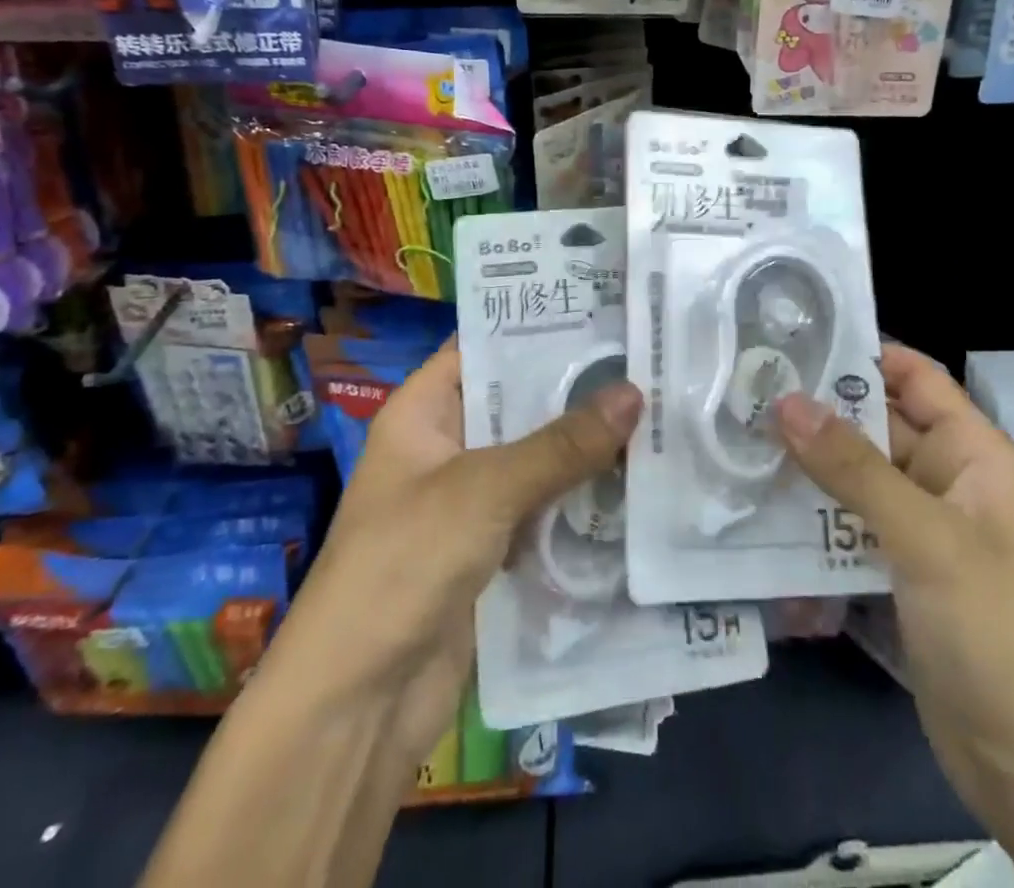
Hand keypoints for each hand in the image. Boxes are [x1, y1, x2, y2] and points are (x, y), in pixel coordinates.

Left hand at [265, 338, 642, 772]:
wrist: (357, 706)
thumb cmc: (404, 565)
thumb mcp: (485, 489)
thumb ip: (561, 443)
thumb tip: (635, 391)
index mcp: (422, 412)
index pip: (483, 346)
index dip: (536, 325)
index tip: (601, 307)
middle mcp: (445, 446)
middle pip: (517, 403)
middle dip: (575, 388)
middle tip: (646, 357)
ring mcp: (468, 501)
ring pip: (536, 457)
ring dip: (585, 445)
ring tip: (656, 407)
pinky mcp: (491, 549)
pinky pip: (542, 508)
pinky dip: (580, 498)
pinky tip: (636, 479)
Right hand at [774, 345, 1013, 800]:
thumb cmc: (994, 629)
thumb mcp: (925, 538)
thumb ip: (853, 468)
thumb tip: (785, 400)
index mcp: (970, 452)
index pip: (912, 376)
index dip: (859, 351)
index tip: (790, 340)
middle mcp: (943, 480)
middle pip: (872, 427)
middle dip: (814, 414)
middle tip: (742, 393)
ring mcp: (915, 530)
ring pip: (851, 480)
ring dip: (803, 470)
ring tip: (734, 445)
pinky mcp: (892, 575)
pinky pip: (843, 530)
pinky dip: (807, 525)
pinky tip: (754, 516)